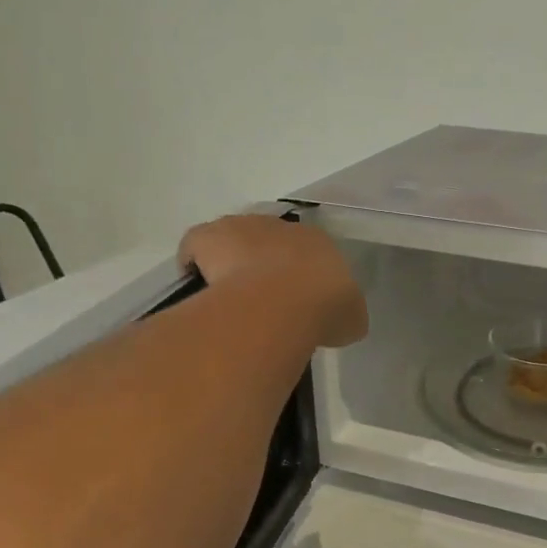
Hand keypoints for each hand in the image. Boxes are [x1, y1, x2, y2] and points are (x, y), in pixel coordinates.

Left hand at [178, 215, 368, 348]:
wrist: (281, 303)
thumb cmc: (325, 308)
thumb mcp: (351, 319)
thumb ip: (345, 314)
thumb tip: (340, 321)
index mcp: (319, 241)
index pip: (309, 250)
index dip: (301, 273)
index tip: (296, 298)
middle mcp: (281, 226)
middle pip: (269, 241)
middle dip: (265, 263)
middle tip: (263, 299)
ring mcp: (242, 227)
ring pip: (233, 238)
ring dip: (231, 261)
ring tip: (229, 296)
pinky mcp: (208, 235)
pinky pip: (197, 246)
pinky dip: (195, 264)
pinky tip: (200, 291)